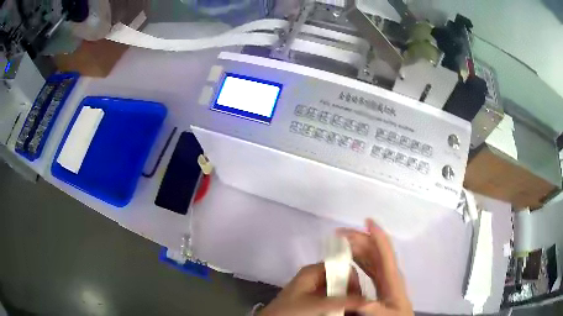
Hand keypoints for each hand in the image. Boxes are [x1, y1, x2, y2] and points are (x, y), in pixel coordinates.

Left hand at [259, 263, 364, 315]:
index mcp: (313, 271)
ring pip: (337, 291)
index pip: (341, 267)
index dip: (352, 279)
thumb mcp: (319, 305)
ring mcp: (313, 290)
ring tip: (355, 310)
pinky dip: (339, 305)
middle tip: (359, 305)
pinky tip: (345, 312)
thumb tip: (370, 300)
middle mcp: (315, 278)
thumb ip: (345, 301)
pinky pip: (331, 300)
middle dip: (351, 292)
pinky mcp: (312, 301)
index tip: (359, 294)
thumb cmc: (291, 310)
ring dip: (347, 300)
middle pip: (341, 280)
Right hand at [338, 219, 412, 315]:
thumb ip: (376, 309)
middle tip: (340, 234)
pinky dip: (358, 258)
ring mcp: (384, 277)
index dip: (378, 235)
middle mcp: (388, 273)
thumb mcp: (387, 315)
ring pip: (371, 256)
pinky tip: (349, 258)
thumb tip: (362, 302)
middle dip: (360, 238)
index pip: (385, 252)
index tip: (367, 221)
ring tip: (340, 242)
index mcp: (391, 277)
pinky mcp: (380, 282)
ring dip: (357, 246)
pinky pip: (368, 265)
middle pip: (375, 250)